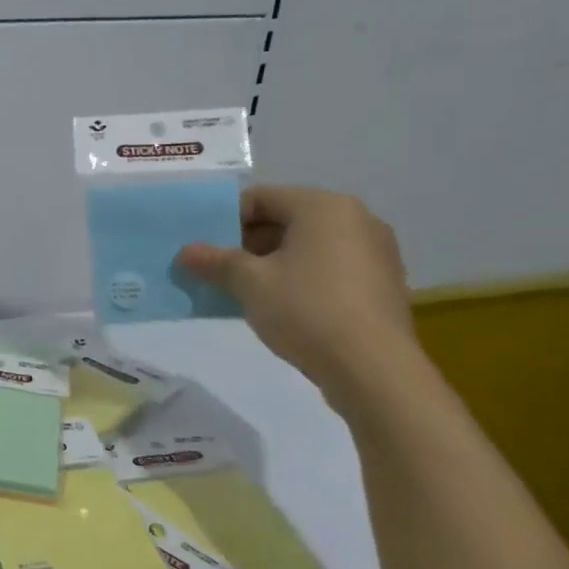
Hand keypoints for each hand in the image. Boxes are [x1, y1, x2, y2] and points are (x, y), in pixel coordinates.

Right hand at [177, 185, 416, 394]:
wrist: (374, 371)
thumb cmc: (307, 310)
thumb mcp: (250, 283)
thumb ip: (216, 261)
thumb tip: (186, 251)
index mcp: (324, 206)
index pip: (262, 197)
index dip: (226, 218)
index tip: (204, 245)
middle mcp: (356, 218)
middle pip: (287, 219)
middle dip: (248, 242)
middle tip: (218, 268)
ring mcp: (375, 252)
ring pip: (309, 245)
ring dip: (273, 261)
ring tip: (244, 289)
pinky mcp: (382, 284)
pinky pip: (330, 267)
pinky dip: (302, 277)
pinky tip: (281, 305)